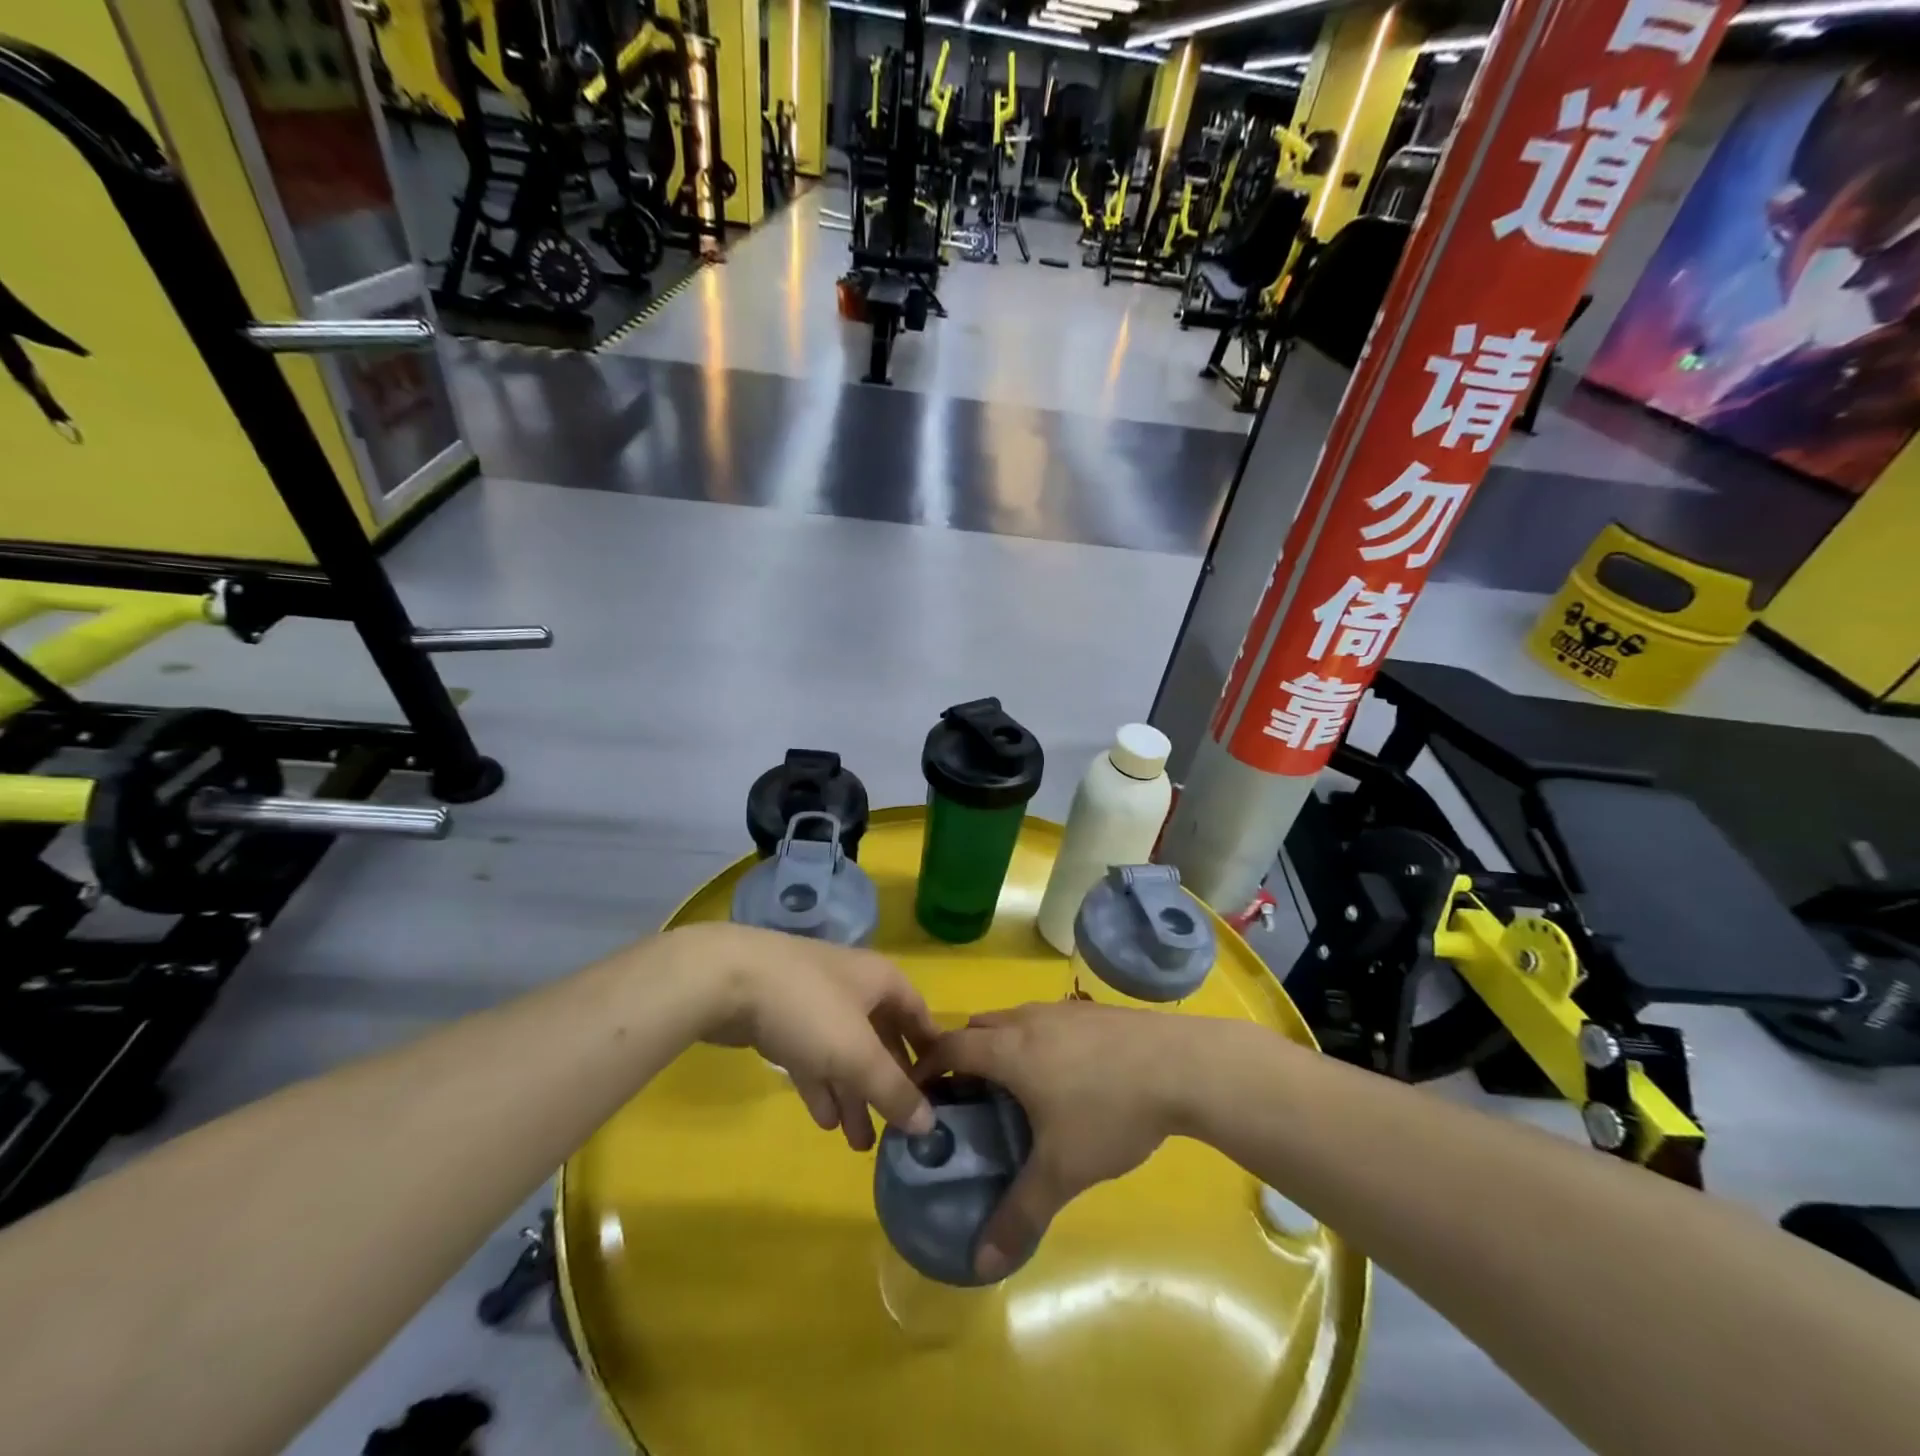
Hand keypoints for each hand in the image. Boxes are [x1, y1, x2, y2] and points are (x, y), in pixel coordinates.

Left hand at [678, 923, 939, 1150]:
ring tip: (860, 1144)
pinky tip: (825, 1122)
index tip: (940, 1091)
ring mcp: (816, 1001)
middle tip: (896, 1129)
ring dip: (853, 1094)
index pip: (918, 1014)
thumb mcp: (858, 1054)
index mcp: (881, 981)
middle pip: (881, 1037)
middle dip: (887, 1084)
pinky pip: (812, 1057)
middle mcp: (853, 987)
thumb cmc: (809, 1008)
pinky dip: (822, 1086)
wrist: (728, 980)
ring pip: (844, 1053)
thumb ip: (893, 1090)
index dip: (930, 1050)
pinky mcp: (782, 1019)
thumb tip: (930, 1125)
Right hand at [914, 1002, 1195, 1279]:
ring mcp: (1061, 1010)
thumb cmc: (1109, 1112)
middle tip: (966, 1100)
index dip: (927, 1068)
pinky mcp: (1090, 1011)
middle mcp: (1027, 1020)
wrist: (1180, 1065)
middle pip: (977, 1028)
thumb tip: (981, 1264)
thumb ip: (1019, 1214)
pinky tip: (1064, 1077)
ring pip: (1012, 1021)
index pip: (949, 1048)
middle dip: (962, 1057)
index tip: (918, 1094)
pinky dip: (1033, 1042)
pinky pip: (1044, 1021)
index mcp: (1008, 1049)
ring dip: (1000, 1047)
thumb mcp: (1063, 1171)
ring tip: (1014, 1091)